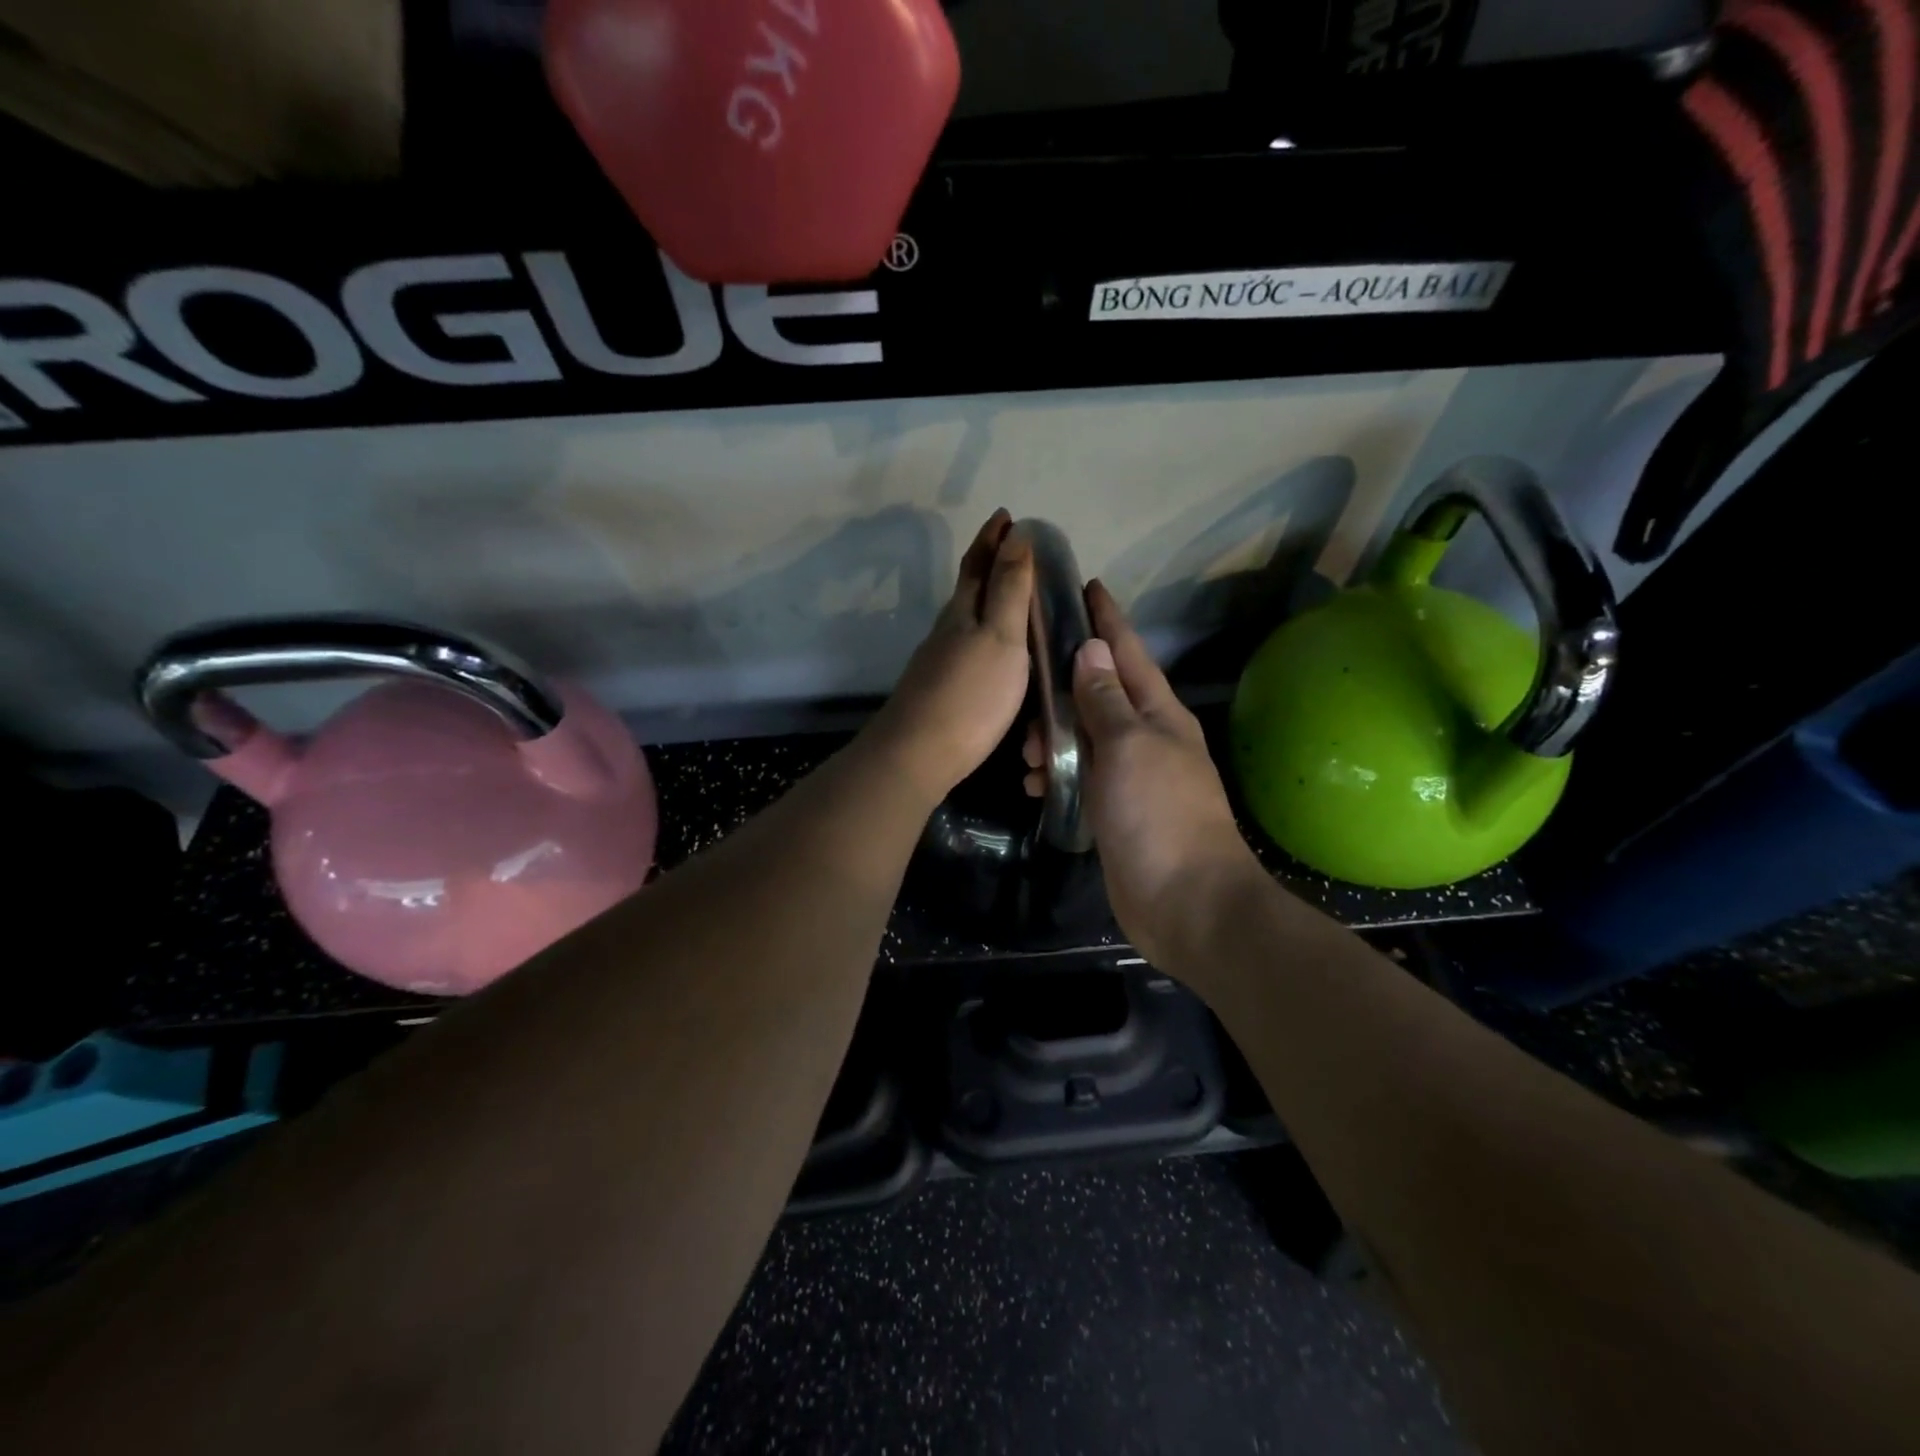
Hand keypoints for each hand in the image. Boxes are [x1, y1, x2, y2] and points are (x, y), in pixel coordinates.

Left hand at [869, 510, 1033, 803]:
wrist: (918, 754)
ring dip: (987, 602)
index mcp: (963, 612)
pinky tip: (993, 653)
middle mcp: (946, 631)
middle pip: (968, 589)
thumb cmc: (970, 694)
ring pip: (965, 620)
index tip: (1006, 514)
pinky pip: (966, 649)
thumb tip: (1015, 534)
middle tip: (1015, 550)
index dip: (992, 538)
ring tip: (1014, 599)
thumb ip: (1009, 589)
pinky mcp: (940, 691)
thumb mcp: (1000, 636)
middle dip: (990, 565)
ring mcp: (939, 662)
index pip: (978, 563)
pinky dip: (983, 636)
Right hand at [1026, 581, 1260, 964]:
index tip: (1086, 586)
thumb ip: (1105, 699)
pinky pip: (1082, 776)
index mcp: (1158, 714)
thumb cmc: (1158, 814)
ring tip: (1028, 753)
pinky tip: (1038, 785)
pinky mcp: (1117, 811)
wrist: (1186, 902)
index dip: (1107, 618)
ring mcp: (1133, 776)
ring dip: (1055, 737)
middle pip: (1101, 693)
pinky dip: (1059, 774)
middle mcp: (1147, 738)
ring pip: (1086, 737)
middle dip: (1064, 685)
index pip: (1127, 652)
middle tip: (1026, 687)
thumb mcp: (1128, 746)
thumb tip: (1093, 649)